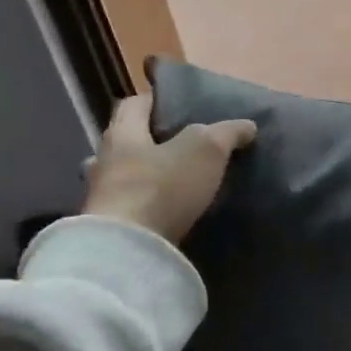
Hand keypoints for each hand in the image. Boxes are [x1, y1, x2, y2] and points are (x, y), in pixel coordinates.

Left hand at [81, 94, 255, 244]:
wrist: (129, 249)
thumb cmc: (163, 186)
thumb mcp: (205, 150)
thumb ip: (226, 133)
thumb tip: (248, 125)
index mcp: (123, 133)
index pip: (133, 104)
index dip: (155, 101)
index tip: (177, 106)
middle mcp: (105, 161)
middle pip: (124, 142)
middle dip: (147, 143)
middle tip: (178, 148)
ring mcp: (102, 197)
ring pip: (122, 178)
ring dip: (143, 178)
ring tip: (173, 184)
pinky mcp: (110, 229)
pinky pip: (128, 209)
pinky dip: (145, 207)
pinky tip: (164, 214)